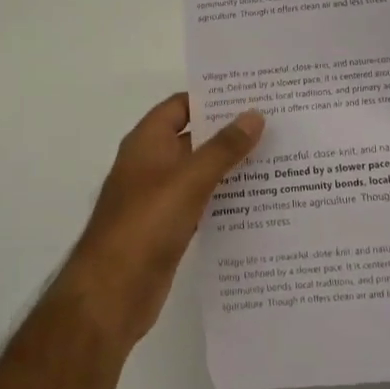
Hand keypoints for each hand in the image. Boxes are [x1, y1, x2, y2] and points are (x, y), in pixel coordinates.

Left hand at [57, 95, 263, 348]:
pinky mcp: (168, 229)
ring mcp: (159, 198)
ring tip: (276, 160)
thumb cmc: (147, 223)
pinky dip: (224, 200)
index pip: (181, 106)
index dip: (213, 99)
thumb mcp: (190, 179)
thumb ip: (223, 147)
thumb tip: (254, 114)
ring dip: (231, 168)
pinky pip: (201, 204)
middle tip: (275, 125)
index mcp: (148, 142)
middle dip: (229, 132)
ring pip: (200, 173)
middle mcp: (152, 164)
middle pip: (194, 138)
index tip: (252, 96)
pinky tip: (257, 201)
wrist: (112, 292)